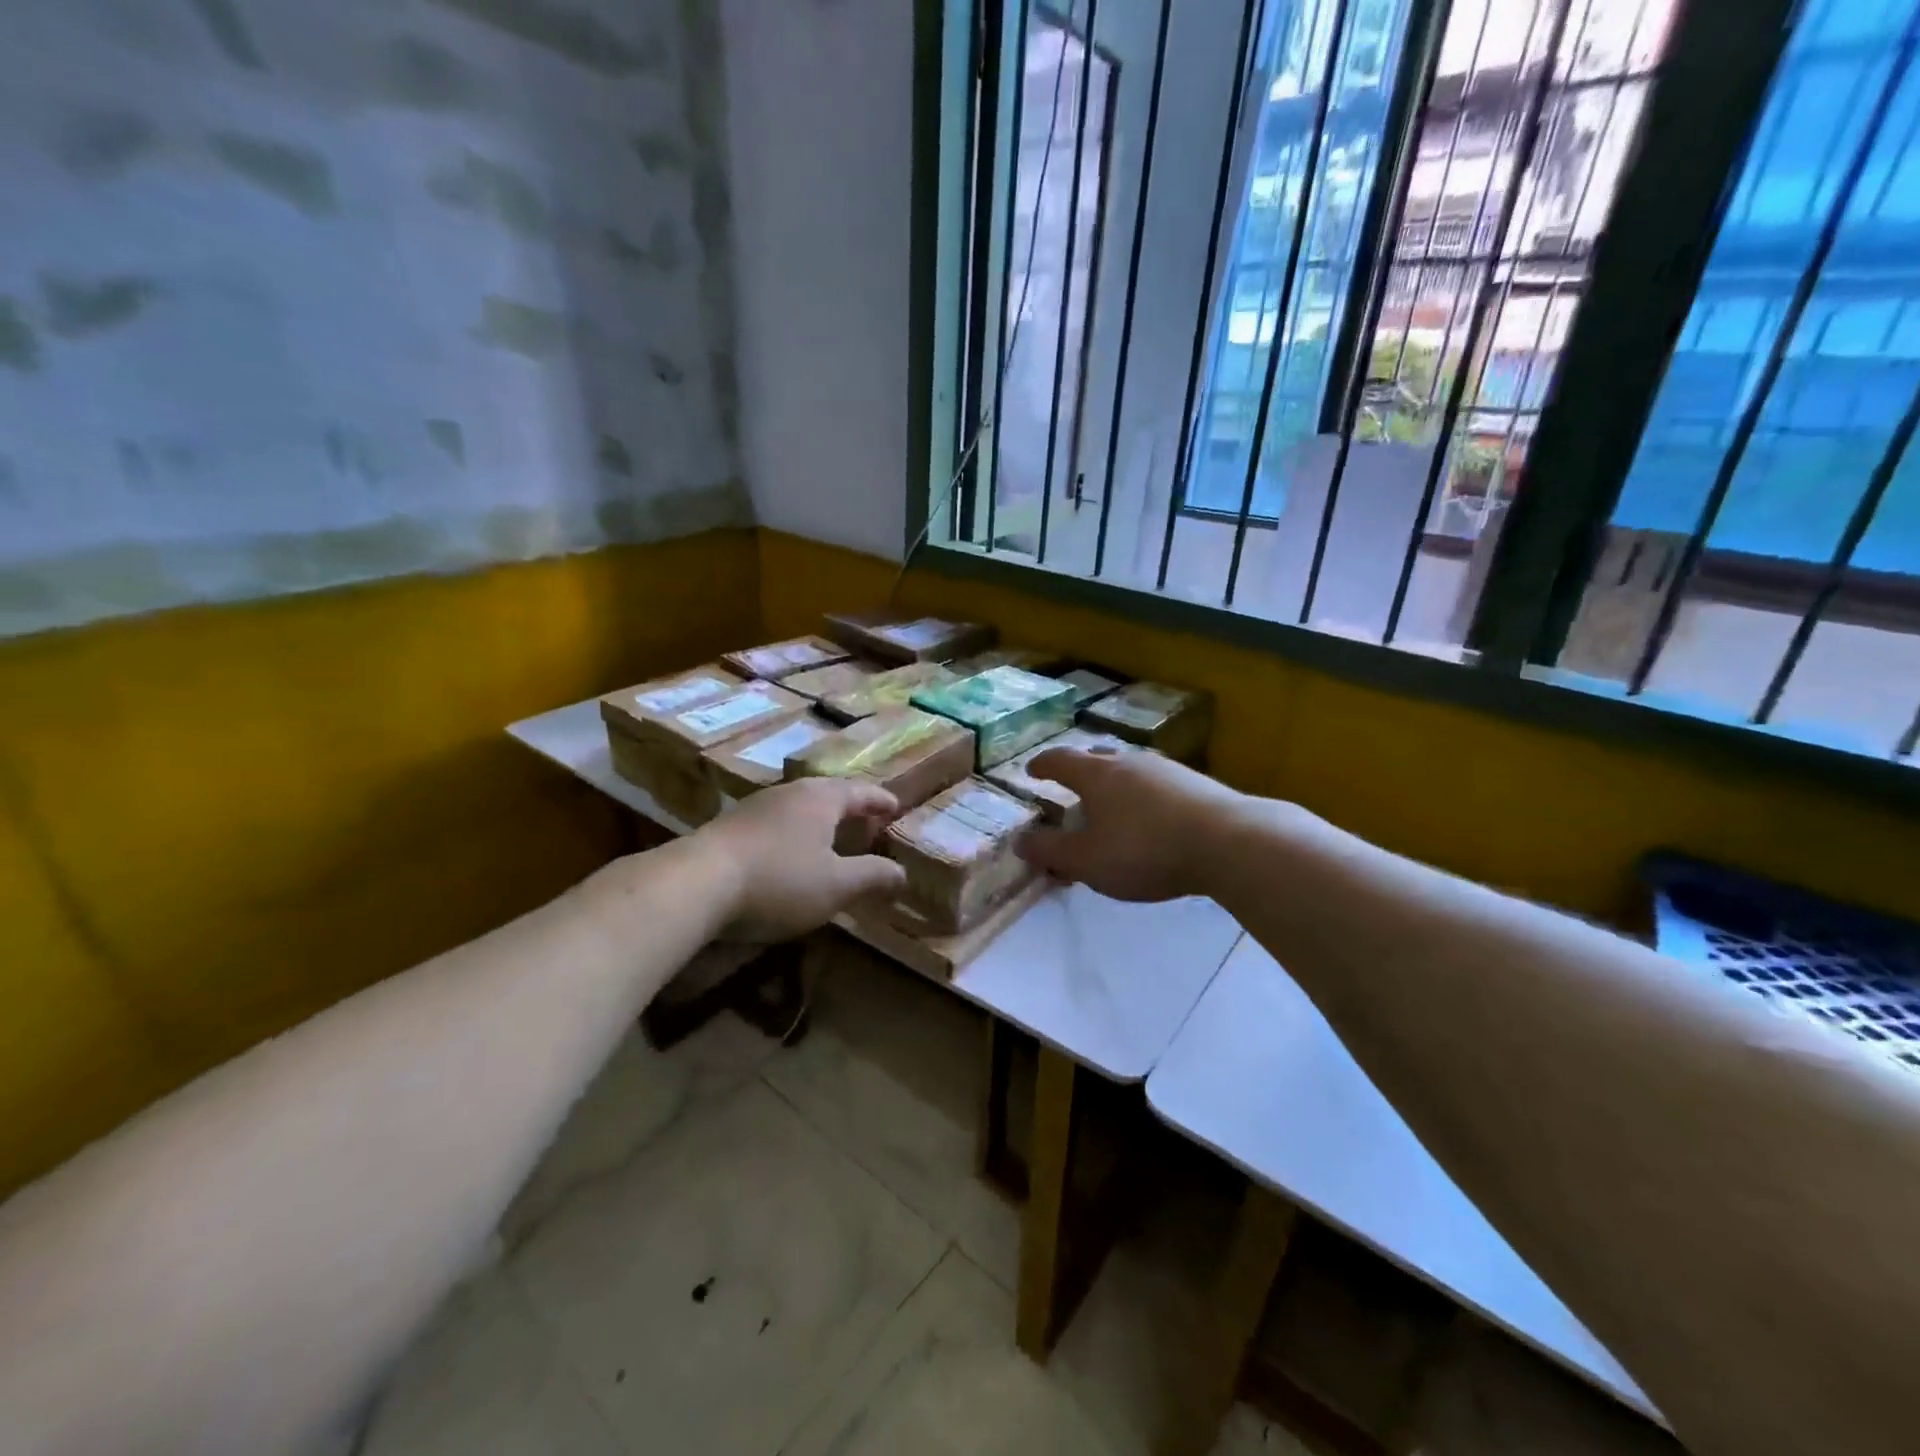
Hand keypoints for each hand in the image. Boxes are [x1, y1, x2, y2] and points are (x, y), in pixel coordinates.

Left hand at [690, 777, 907, 939]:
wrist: (696, 884)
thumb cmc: (779, 880)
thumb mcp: (836, 886)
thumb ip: (873, 877)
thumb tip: (902, 873)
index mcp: (821, 798)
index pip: (861, 792)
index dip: (881, 801)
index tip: (896, 807)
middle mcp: (790, 792)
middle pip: (829, 794)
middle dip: (851, 808)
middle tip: (867, 823)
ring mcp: (756, 806)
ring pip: (799, 807)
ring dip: (820, 821)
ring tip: (831, 839)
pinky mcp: (730, 826)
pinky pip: (776, 822)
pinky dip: (794, 833)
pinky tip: (789, 853)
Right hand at [1017, 747, 1245, 901]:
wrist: (1228, 842)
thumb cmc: (1145, 850)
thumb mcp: (1087, 861)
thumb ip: (1051, 851)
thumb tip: (1020, 841)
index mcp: (1096, 775)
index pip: (1060, 760)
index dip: (1042, 765)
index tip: (1032, 770)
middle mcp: (1129, 762)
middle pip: (1096, 757)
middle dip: (1079, 770)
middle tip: (1071, 786)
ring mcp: (1165, 769)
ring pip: (1129, 768)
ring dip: (1114, 782)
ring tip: (1112, 803)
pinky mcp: (1196, 783)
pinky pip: (1156, 783)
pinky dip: (1142, 794)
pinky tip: (1151, 815)